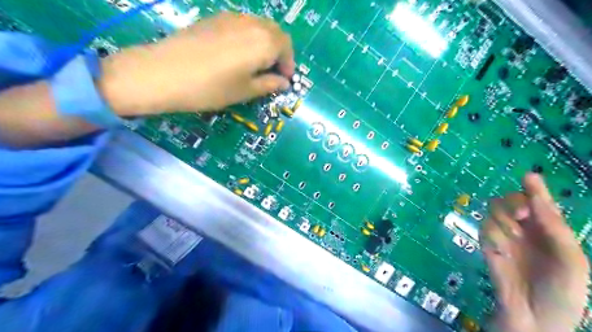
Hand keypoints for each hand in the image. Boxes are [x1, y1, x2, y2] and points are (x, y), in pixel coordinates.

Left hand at [98, 11, 293, 116]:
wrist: (163, 73)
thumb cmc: (211, 88)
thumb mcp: (245, 91)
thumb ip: (269, 84)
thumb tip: (283, 82)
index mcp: (264, 42)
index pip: (286, 48)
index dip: (288, 65)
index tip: (284, 80)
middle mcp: (251, 23)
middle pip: (275, 33)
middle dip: (279, 52)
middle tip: (273, 72)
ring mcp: (230, 17)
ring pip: (258, 26)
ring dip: (265, 43)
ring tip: (257, 64)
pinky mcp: (214, 18)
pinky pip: (241, 24)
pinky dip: (249, 37)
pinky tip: (238, 54)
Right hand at [483, 173, 588, 331]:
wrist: (535, 318)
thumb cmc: (562, 292)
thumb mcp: (570, 259)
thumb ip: (555, 227)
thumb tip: (536, 196)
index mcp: (549, 230)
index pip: (538, 202)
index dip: (534, 189)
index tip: (529, 177)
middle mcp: (525, 229)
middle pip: (510, 200)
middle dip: (513, 202)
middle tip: (520, 214)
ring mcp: (504, 236)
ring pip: (493, 210)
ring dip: (503, 219)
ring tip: (514, 238)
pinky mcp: (487, 245)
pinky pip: (484, 228)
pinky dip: (493, 235)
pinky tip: (502, 250)